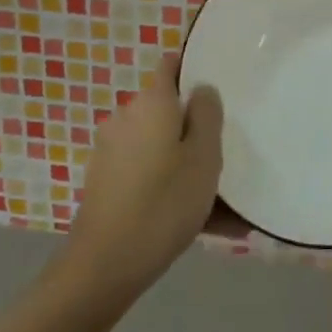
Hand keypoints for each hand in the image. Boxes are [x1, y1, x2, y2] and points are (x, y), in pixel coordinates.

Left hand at [62, 56, 223, 303]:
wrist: (105, 265)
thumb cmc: (164, 203)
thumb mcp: (204, 157)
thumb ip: (208, 115)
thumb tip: (201, 89)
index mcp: (152, 104)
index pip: (170, 66)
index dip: (193, 69)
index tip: (220, 89)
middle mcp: (126, 118)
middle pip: (168, 110)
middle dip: (194, 127)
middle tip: (226, 153)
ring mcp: (111, 151)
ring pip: (160, 146)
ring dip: (184, 162)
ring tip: (220, 200)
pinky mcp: (105, 181)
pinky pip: (148, 172)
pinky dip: (168, 185)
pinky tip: (198, 220)